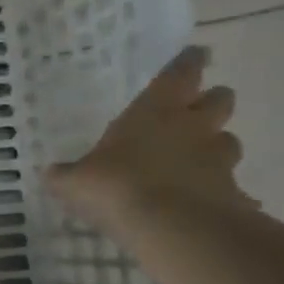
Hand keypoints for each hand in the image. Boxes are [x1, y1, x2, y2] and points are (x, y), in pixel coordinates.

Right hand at [46, 46, 256, 232]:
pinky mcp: (232, 195)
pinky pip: (232, 190)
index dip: (188, 63)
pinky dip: (224, 194)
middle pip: (219, 100)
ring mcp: (218, 161)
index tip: (196, 54)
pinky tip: (210, 206)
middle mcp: (192, 128)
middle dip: (212, 101)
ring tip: (200, 159)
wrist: (172, 229)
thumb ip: (65, 175)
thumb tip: (51, 173)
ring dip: (216, 146)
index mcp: (155, 111)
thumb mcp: (75, 182)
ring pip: (229, 141)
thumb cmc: (117, 187)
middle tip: (197, 110)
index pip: (179, 74)